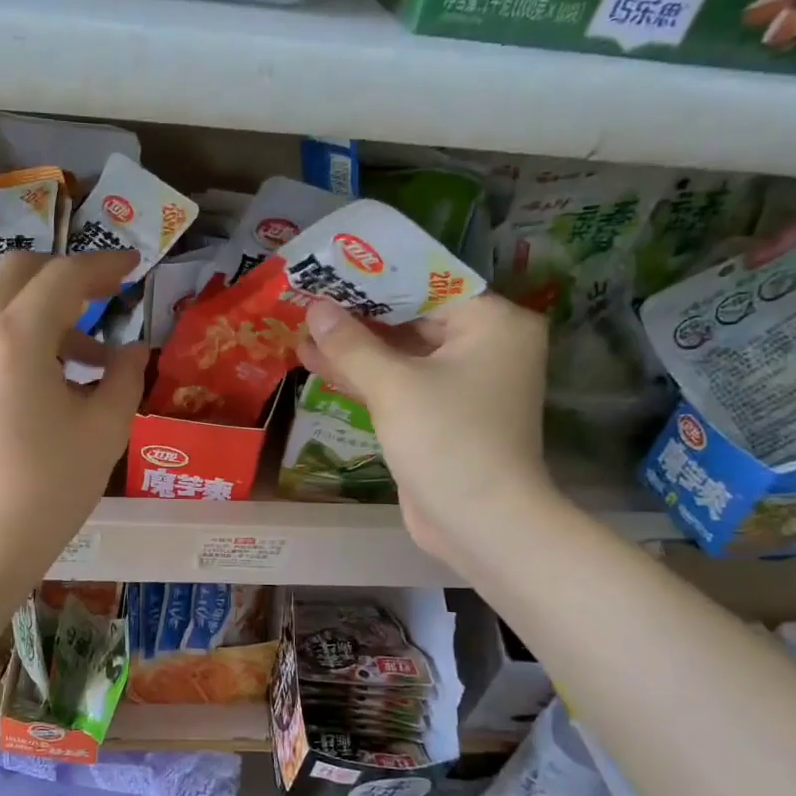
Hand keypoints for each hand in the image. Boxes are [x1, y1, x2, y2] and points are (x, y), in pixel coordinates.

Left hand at [0, 250, 146, 593]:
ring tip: (85, 359)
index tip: (133, 268)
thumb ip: (124, 375)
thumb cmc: (52, 487)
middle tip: (103, 298)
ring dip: (41, 312)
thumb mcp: (105, 428)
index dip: (103, 266)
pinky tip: (45, 381)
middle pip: (19, 273)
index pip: (64, 277)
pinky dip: (15, 338)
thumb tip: (132, 350)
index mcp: (15, 337)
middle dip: (64, 276)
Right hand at [297, 292, 560, 574]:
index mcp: (493, 323)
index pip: (429, 284)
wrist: (479, 522)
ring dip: (355, 349)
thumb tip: (316, 308)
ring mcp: (464, 384)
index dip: (375, 279)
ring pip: (402, 355)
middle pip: (413, 319)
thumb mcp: (394, 386)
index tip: (331, 272)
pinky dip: (366, 378)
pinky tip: (320, 365)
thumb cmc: (446, 440)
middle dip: (359, 317)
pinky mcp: (443, 415)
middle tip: (309, 302)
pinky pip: (401, 384)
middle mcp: (486, 347)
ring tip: (302, 334)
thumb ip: (352, 344)